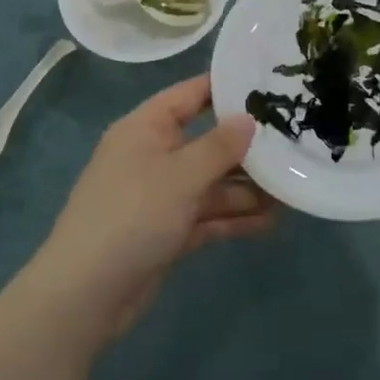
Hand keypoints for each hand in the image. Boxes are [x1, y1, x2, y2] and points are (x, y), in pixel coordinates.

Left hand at [32, 75, 274, 341]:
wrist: (84, 297)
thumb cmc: (131, 216)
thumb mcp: (180, 175)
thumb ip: (219, 146)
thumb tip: (249, 119)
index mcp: (146, 128)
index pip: (191, 95)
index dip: (227, 88)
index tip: (270, 83)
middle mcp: (153, 156)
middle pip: (207, 142)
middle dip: (247, 148)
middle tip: (294, 143)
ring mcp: (160, 196)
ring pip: (211, 183)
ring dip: (247, 188)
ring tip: (291, 190)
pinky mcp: (167, 232)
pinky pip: (207, 215)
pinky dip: (234, 218)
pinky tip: (270, 222)